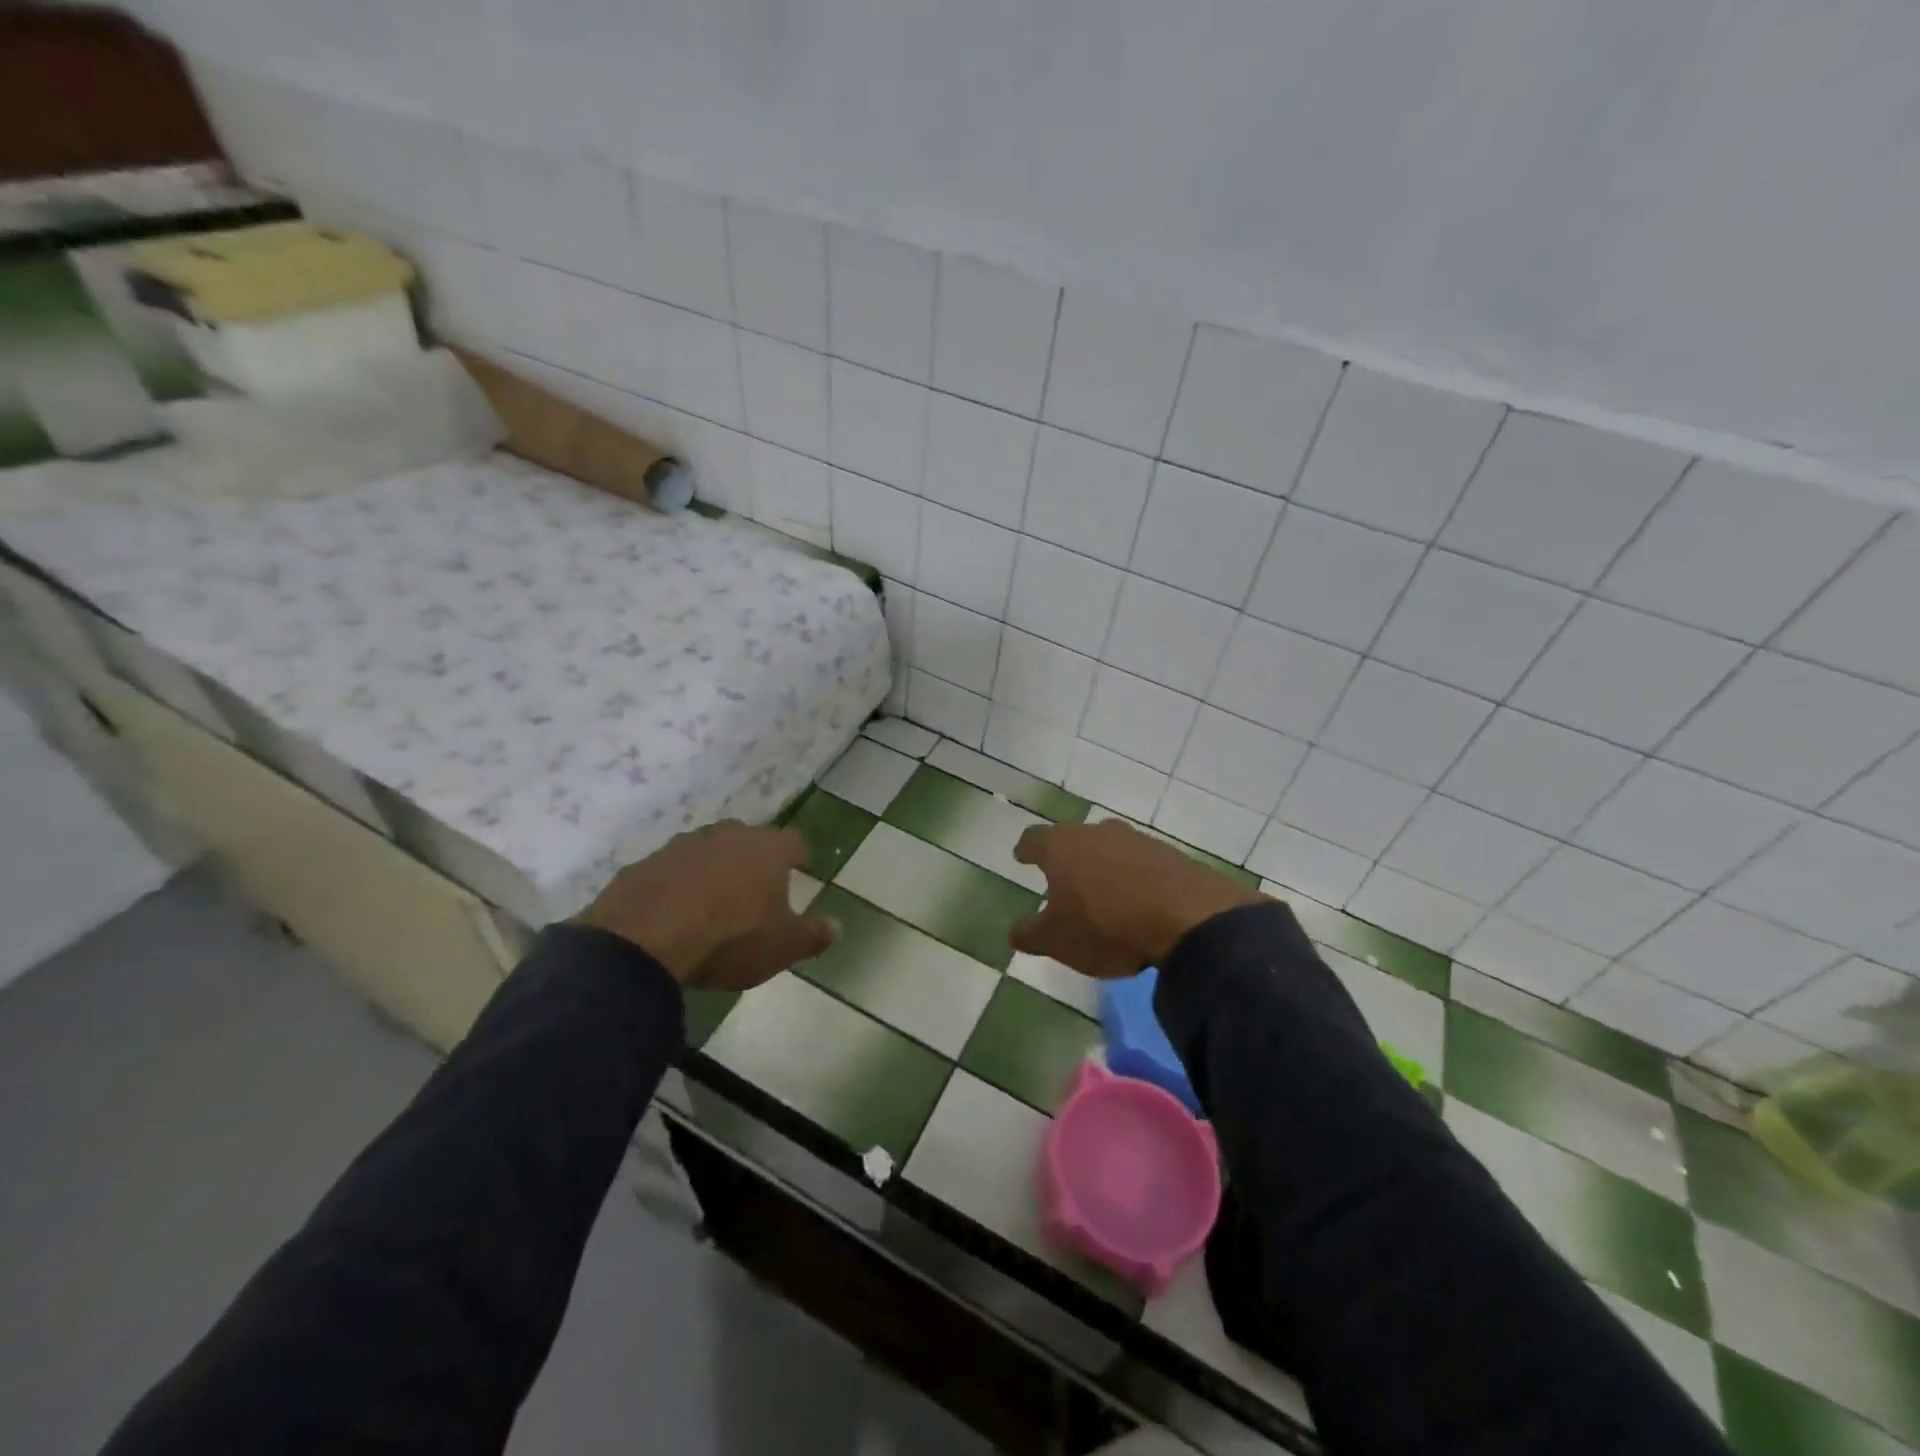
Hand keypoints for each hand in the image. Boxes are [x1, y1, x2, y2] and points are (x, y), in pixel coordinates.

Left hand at [575, 821, 835, 988]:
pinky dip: (678, 884)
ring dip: (714, 868)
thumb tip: (837, 926)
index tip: (802, 869)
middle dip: (754, 858)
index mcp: (767, 849)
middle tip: (757, 885)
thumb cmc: (729, 939)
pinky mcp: (644, 864)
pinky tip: (675, 911)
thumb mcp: (782, 946)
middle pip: (749, 839)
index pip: (794, 842)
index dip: (799, 856)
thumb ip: (813, 934)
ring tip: (714, 899)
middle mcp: (727, 836)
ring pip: (708, 850)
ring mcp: (682, 846)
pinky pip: (671, 870)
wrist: (643, 941)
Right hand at [1010, 819, 1267, 977]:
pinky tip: (1139, 903)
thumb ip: (1030, 934)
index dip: (1026, 849)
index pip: (1034, 839)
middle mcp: (1097, 833)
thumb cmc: (1106, 925)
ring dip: (1105, 867)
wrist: (1188, 918)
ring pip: (1111, 849)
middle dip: (1068, 857)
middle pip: (1075, 839)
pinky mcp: (1171, 856)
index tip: (1021, 856)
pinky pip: (1143, 864)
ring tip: (1103, 894)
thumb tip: (1015, 931)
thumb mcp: (1057, 940)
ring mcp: (1137, 841)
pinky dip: (1135, 879)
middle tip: (1064, 878)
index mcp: (1062, 847)